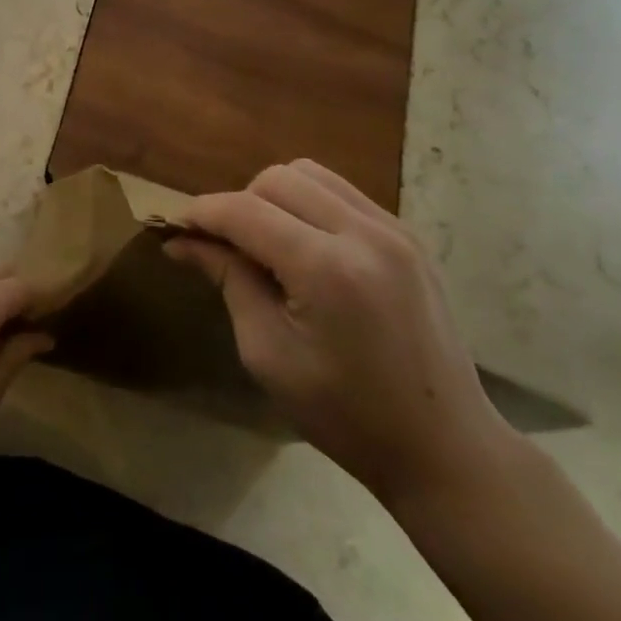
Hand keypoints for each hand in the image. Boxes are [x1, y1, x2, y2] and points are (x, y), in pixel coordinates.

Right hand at [167, 160, 514, 509]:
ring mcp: (393, 228)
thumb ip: (229, 281)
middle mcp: (364, 232)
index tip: (175, 228)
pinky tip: (305, 247)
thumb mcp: (268, 354)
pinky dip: (309, 205)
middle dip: (238, 203)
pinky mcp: (408, 236)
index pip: (245, 211)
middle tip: (225, 247)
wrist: (444, 446)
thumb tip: (184, 242)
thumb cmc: (346, 415)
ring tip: (266, 243)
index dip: (202, 213)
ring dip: (274, 197)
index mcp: (326, 268)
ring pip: (310, 174)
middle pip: (277, 178)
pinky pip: (342, 193)